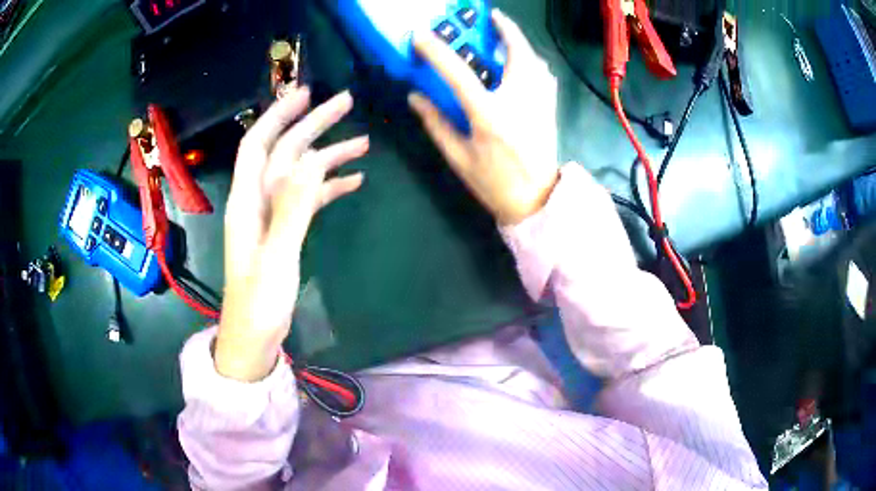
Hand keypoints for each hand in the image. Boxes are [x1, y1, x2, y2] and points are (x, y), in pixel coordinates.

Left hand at [216, 88, 368, 381]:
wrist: (254, 338)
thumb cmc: (259, 303)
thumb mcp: (277, 256)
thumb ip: (293, 207)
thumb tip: (313, 158)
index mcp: (247, 201)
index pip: (258, 144)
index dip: (278, 115)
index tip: (306, 93)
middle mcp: (257, 200)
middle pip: (285, 152)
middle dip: (312, 125)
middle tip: (346, 102)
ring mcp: (272, 215)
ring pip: (300, 173)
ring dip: (328, 155)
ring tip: (363, 142)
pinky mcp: (285, 231)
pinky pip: (308, 199)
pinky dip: (329, 187)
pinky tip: (354, 181)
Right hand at [409, 9, 559, 225]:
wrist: (536, 201)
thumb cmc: (494, 183)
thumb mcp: (458, 157)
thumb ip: (436, 123)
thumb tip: (415, 97)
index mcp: (488, 114)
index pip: (458, 73)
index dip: (437, 51)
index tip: (421, 36)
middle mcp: (518, 100)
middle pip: (517, 52)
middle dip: (505, 29)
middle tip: (492, 17)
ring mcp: (539, 103)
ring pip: (535, 60)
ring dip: (521, 43)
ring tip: (506, 35)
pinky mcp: (550, 108)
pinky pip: (545, 75)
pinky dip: (534, 62)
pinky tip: (525, 62)